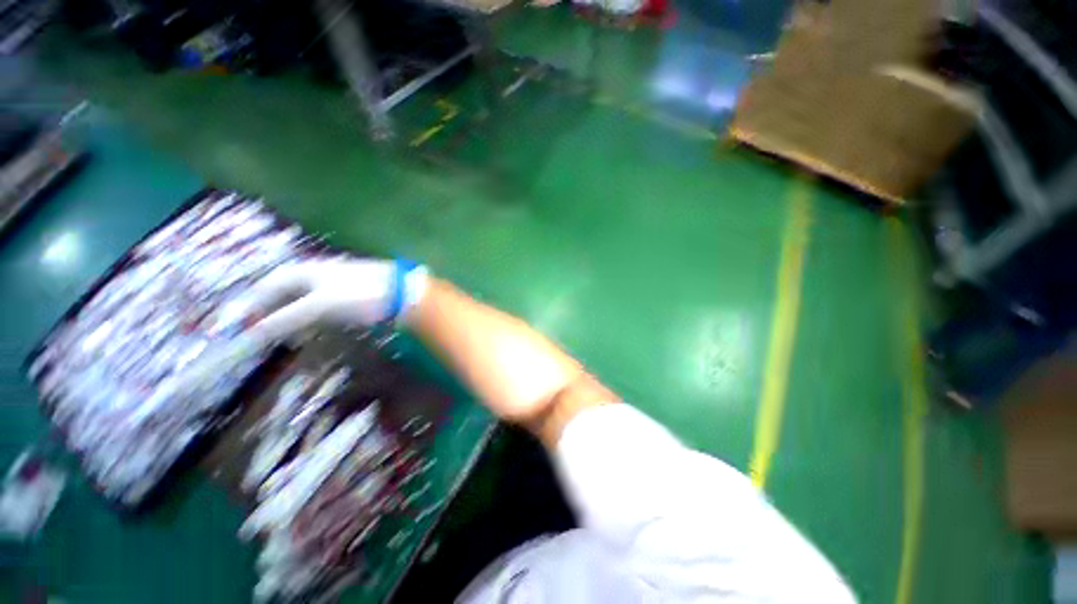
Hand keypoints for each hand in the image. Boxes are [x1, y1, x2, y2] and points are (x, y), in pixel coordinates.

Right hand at [241, 258, 428, 345]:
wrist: (402, 293)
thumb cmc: (359, 294)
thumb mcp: (319, 306)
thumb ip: (287, 318)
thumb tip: (253, 334)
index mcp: (304, 271)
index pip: (268, 287)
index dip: (254, 306)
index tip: (242, 327)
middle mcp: (316, 275)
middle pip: (285, 294)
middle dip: (272, 314)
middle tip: (263, 336)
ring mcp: (335, 286)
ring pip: (303, 303)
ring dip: (292, 320)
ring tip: (286, 338)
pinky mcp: (350, 298)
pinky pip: (323, 310)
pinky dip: (313, 321)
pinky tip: (314, 332)